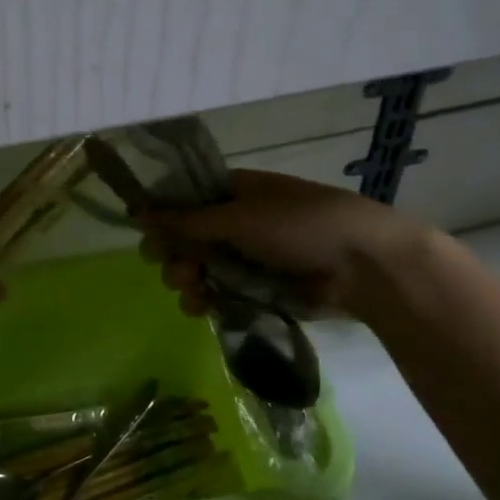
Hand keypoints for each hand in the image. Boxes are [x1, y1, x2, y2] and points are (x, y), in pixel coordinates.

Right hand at [139, 169, 419, 318]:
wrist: (362, 265)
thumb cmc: (300, 225)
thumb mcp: (239, 216)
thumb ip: (186, 220)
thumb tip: (137, 213)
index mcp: (232, 192)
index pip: (182, 201)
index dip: (161, 218)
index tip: (147, 236)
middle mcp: (234, 222)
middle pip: (184, 239)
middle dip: (172, 255)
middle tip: (175, 268)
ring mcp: (245, 257)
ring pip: (197, 269)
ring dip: (185, 281)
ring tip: (192, 292)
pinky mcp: (255, 290)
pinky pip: (217, 294)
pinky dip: (205, 300)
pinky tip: (203, 307)